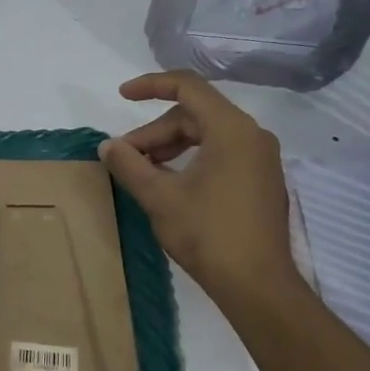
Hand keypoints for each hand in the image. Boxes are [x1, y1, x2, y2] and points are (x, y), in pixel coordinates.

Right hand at [99, 71, 300, 305]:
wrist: (257, 285)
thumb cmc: (208, 234)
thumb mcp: (159, 197)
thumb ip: (130, 165)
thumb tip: (108, 146)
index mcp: (231, 129)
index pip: (188, 87)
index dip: (151, 85)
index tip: (122, 96)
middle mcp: (252, 135)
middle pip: (195, 115)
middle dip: (155, 132)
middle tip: (126, 158)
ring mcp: (260, 159)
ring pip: (207, 135)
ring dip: (171, 147)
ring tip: (144, 172)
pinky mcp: (261, 181)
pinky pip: (222, 153)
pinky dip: (191, 159)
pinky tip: (171, 184)